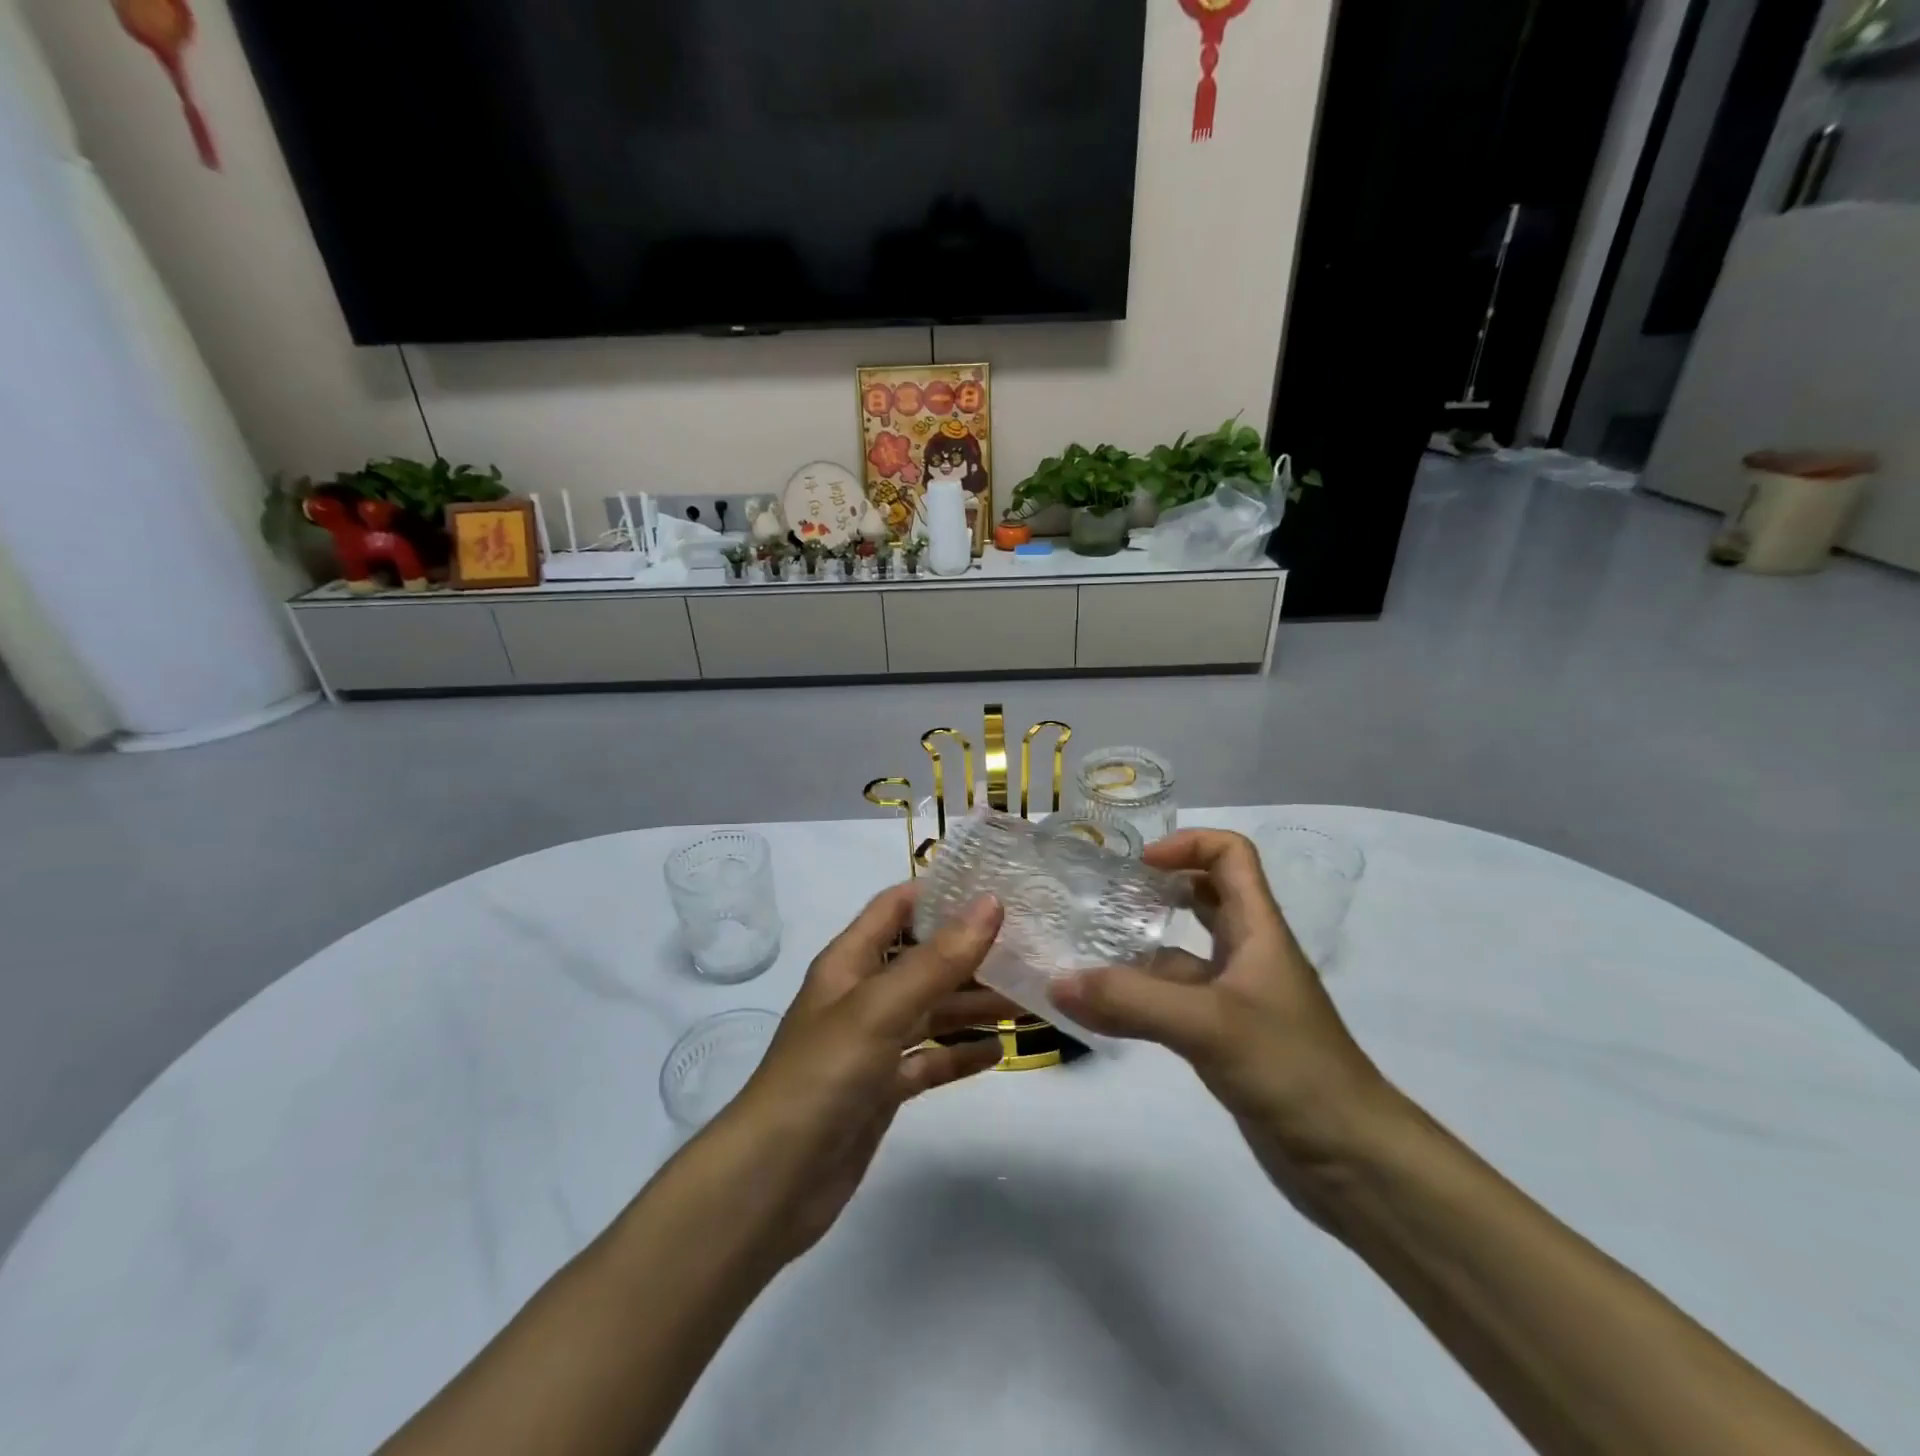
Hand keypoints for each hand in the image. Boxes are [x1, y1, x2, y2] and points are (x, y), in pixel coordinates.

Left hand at [716, 884, 1012, 1262]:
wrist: (773, 1183)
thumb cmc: (822, 1076)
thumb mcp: (880, 1008)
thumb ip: (937, 959)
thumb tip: (991, 903)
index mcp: (850, 962)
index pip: (897, 907)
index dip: (940, 891)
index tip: (997, 886)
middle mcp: (862, 995)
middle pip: (924, 959)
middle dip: (972, 951)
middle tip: (1031, 945)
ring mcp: (873, 1044)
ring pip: (933, 1010)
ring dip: (975, 1003)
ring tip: (1031, 998)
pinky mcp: (883, 1089)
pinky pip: (930, 1059)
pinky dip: (961, 1053)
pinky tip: (1000, 1050)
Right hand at [1050, 830, 1394, 1183]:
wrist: (1354, 1161)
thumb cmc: (1292, 1069)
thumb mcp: (1208, 1024)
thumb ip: (1131, 1001)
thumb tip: (1056, 982)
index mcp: (1258, 929)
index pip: (1231, 855)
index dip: (1187, 845)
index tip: (1138, 865)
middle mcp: (1248, 954)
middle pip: (1204, 897)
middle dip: (1156, 889)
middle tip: (1103, 899)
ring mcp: (1237, 998)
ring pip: (1183, 954)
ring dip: (1140, 949)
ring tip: (1085, 952)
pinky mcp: (1226, 1039)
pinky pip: (1175, 1002)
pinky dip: (1141, 998)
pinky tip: (1103, 1011)